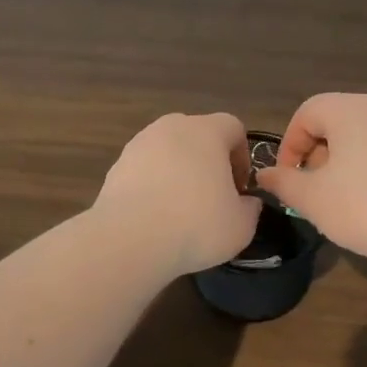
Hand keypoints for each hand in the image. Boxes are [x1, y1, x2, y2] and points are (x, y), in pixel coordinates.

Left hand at [94, 112, 261, 275]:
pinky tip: (154, 216)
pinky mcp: (116, 165)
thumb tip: (247, 202)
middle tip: (212, 197)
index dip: (241, 156)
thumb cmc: (196, 224)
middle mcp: (171, 127)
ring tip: (180, 209)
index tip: (239, 188)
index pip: (233, 128)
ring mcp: (139, 144)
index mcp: (206, 131)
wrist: (130, 239)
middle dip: (208, 161)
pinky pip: (144, 170)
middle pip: (197, 135)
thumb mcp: (241, 225)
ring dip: (178, 172)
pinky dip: (152, 185)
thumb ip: (250, 208)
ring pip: (168, 151)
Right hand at [255, 93, 366, 270]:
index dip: (289, 146)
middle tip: (313, 191)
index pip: (306, 113)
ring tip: (340, 199)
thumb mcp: (313, 199)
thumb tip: (265, 175)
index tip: (289, 180)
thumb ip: (284, 183)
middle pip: (334, 122)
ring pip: (359, 136)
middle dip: (315, 155)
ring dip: (341, 163)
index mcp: (348, 109)